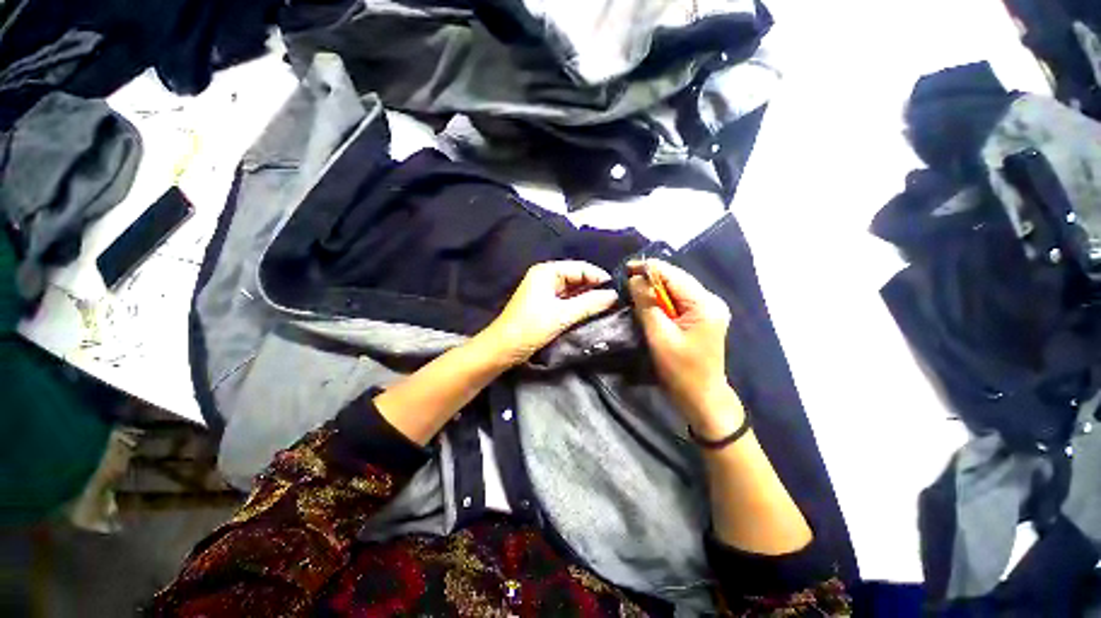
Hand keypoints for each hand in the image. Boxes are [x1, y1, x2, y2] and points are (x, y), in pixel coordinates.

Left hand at [478, 261, 619, 366]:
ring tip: (607, 308)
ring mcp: (544, 290)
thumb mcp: (563, 315)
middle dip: (595, 288)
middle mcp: (546, 276)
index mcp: (547, 271)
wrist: (502, 348)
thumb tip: (615, 296)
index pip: (581, 268)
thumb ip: (590, 303)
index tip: (618, 292)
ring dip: (588, 298)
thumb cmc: (531, 327)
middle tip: (615, 302)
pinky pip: (566, 300)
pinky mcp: (544, 304)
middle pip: (577, 277)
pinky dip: (578, 305)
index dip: (599, 278)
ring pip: (573, 290)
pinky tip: (591, 312)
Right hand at [627, 260, 741, 437]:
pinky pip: (678, 301)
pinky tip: (648, 302)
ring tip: (633, 289)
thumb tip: (634, 280)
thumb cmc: (680, 370)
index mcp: (704, 304)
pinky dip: (661, 300)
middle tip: (626, 280)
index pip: (673, 275)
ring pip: (676, 289)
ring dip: (654, 289)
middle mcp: (710, 301)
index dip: (648, 269)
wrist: (701, 398)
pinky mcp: (701, 318)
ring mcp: (707, 309)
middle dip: (650, 278)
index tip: (625, 269)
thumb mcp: (659, 336)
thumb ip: (646, 304)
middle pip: (676, 279)